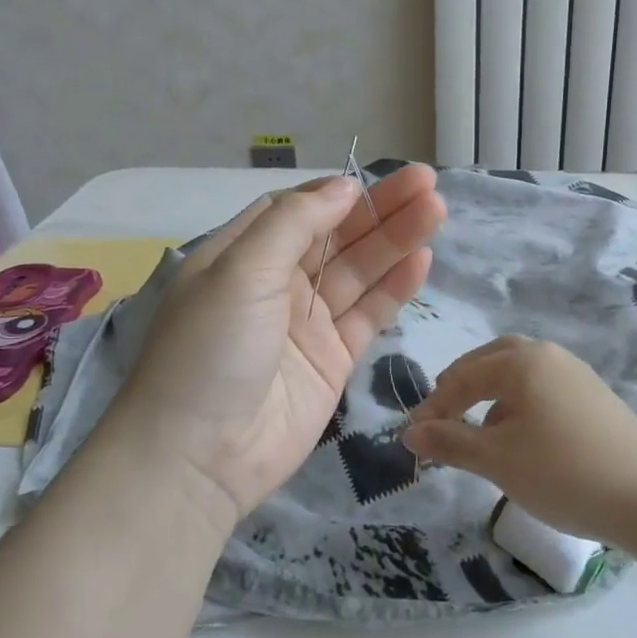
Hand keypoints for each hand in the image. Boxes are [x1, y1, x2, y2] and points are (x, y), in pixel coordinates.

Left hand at [105, 166, 446, 521]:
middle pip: (336, 237)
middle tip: (428, 183)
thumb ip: (294, 223)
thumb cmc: (210, 350)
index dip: (335, 194)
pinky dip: (395, 288)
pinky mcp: (333, 361)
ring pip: (359, 272)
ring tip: (437, 209)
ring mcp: (307, 324)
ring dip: (396, 240)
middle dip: (379, 210)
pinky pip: (369, 315)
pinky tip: (422, 259)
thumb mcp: (240, 271)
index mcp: (242, 257)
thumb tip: (344, 188)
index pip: (295, 211)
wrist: (200, 457)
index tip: (373, 180)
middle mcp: (276, 285)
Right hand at [402, 336, 636, 540]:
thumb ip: (449, 442)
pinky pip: (542, 388)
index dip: (433, 406)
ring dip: (490, 393)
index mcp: (522, 361)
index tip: (412, 435)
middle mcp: (549, 355)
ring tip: (477, 429)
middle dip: (461, 385)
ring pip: (519, 373)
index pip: (463, 376)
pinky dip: (518, 403)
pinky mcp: (594, 396)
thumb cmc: (562, 472)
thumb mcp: (497, 460)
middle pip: (492, 359)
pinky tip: (520, 437)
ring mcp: (576, 373)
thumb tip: (409, 432)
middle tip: (441, 414)